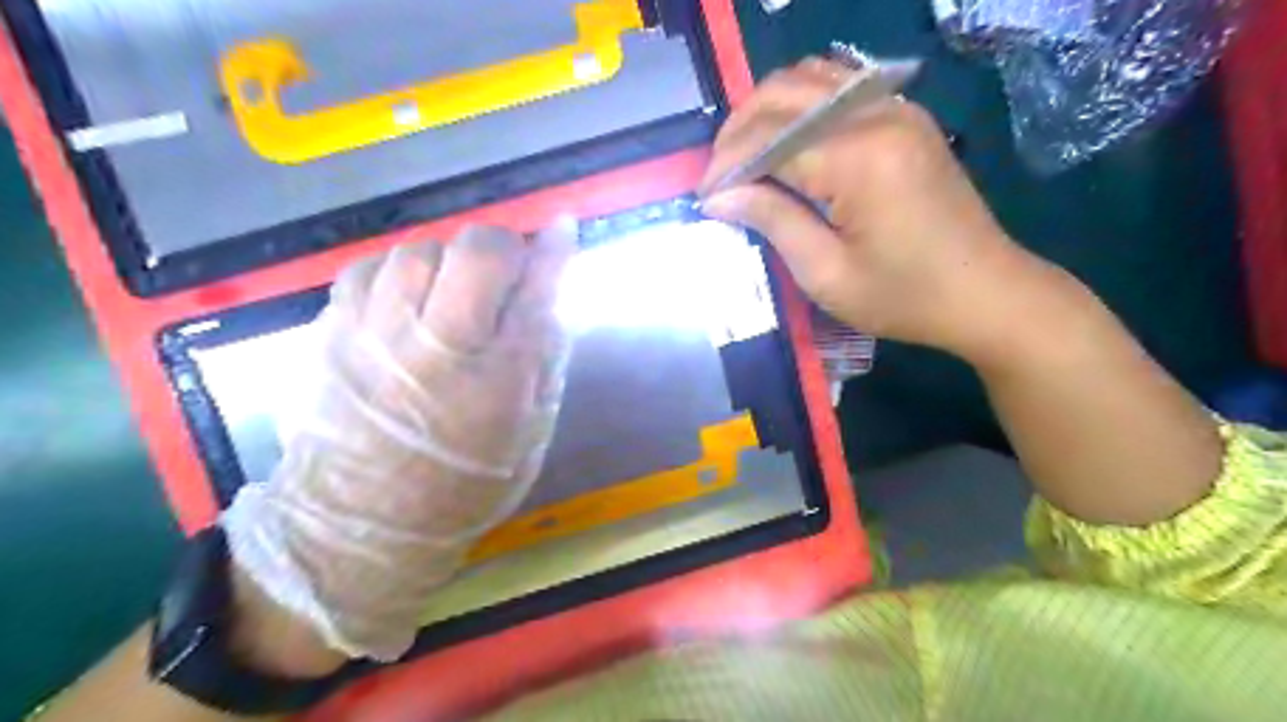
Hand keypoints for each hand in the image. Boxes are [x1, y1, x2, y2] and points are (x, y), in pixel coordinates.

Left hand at [223, 223, 573, 663]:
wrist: (361, 522)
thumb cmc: (466, 481)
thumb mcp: (531, 430)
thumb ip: (547, 357)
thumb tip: (553, 292)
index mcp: (496, 379)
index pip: (534, 292)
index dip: (552, 252)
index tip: (562, 228)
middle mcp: (437, 347)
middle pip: (474, 252)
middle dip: (499, 251)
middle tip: (502, 278)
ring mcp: (376, 333)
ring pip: (419, 250)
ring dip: (447, 263)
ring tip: (450, 295)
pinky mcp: (333, 332)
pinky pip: (370, 267)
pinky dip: (398, 272)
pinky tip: (407, 301)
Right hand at [704, 56, 1055, 364]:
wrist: (986, 292)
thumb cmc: (904, 297)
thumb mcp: (826, 274)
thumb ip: (772, 221)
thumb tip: (719, 197)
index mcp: (859, 158)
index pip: (769, 139)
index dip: (727, 166)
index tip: (703, 198)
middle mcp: (877, 114)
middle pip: (784, 92)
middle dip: (738, 130)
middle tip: (720, 176)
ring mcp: (896, 108)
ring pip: (810, 77)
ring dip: (767, 111)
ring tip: (747, 157)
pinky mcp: (905, 116)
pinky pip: (839, 87)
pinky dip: (801, 105)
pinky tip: (788, 141)